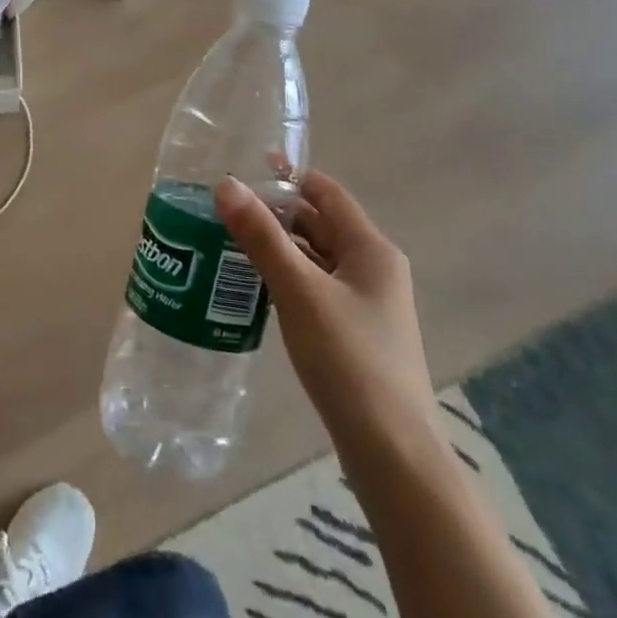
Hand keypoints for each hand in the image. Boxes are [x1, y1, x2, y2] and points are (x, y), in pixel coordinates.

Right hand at [216, 167, 434, 456]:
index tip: (245, 165)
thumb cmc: (349, 359)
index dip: (289, 174)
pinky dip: (284, 275)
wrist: (392, 451)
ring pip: (314, 257)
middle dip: (275, 211)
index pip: (326, 192)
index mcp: (371, 249)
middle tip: (224, 205)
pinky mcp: (353, 332)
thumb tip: (225, 185)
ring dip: (277, 244)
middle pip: (319, 223)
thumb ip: (261, 236)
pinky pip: (313, 286)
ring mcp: (365, 303)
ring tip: (226, 238)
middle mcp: (372, 269)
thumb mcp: (299, 290)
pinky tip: (251, 284)